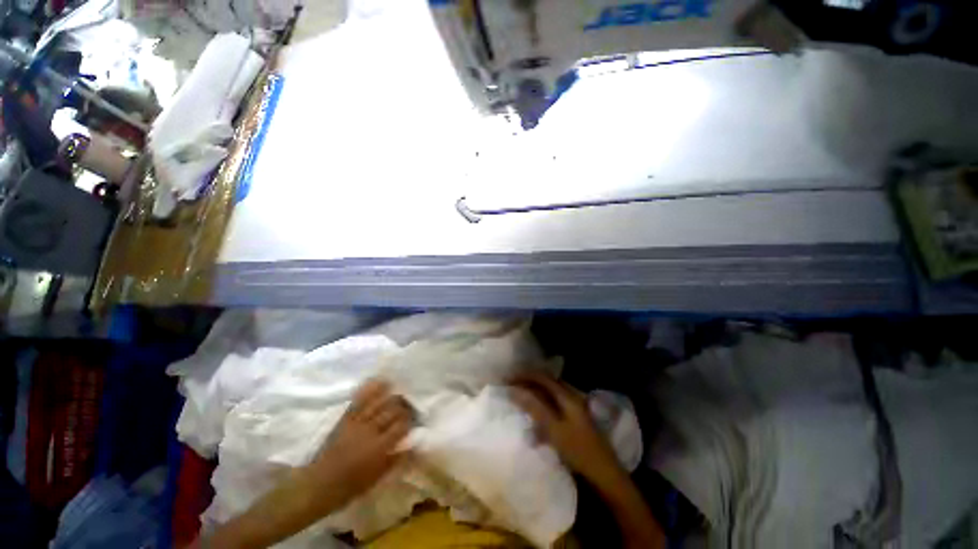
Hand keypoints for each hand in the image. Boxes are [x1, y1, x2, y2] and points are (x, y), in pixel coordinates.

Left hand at [306, 378, 413, 504]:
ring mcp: (357, 422)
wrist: (319, 484)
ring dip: (391, 396)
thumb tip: (413, 446)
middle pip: (392, 411)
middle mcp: (370, 431)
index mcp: (379, 448)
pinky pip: (360, 400)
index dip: (410, 421)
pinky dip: (371, 389)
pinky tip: (381, 382)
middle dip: (403, 407)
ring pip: (379, 402)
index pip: (401, 426)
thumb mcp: (376, 479)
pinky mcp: (346, 418)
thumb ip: (395, 460)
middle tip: (409, 407)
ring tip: (399, 395)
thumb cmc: (350, 486)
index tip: (414, 420)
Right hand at [509, 373, 623, 486]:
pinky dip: (540, 410)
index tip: (507, 379)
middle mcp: (570, 396)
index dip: (524, 375)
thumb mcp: (553, 429)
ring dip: (533, 396)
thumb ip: (534, 407)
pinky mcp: (573, 420)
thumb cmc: (578, 450)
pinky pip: (552, 408)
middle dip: (527, 383)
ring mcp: (573, 408)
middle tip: (510, 388)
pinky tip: (534, 427)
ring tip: (518, 402)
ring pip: (548, 395)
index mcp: (567, 395)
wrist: (604, 474)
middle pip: (545, 383)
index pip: (541, 377)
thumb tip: (515, 390)